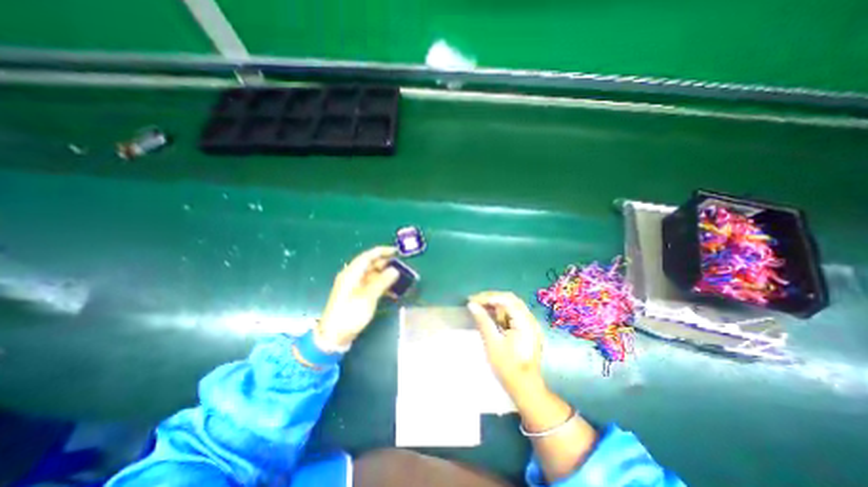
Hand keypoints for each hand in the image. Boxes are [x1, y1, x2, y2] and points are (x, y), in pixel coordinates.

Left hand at [318, 248, 401, 348]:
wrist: (335, 335)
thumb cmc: (350, 313)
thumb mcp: (368, 296)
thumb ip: (382, 281)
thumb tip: (395, 270)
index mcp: (352, 273)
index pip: (368, 256)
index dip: (382, 251)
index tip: (396, 251)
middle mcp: (352, 276)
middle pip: (370, 264)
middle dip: (385, 263)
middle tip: (401, 265)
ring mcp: (354, 286)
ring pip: (372, 275)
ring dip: (385, 275)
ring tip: (399, 278)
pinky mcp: (357, 295)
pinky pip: (371, 285)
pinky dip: (381, 286)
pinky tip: (392, 292)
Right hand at [469, 293, 539, 398]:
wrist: (525, 388)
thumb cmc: (508, 368)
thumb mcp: (492, 343)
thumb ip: (483, 321)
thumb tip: (472, 305)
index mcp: (524, 322)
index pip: (505, 299)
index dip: (487, 297)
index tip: (472, 300)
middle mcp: (529, 319)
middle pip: (509, 299)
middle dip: (491, 298)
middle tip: (474, 302)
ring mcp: (529, 324)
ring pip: (510, 306)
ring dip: (494, 305)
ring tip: (479, 308)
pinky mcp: (525, 330)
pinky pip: (511, 315)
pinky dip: (499, 313)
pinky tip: (489, 316)